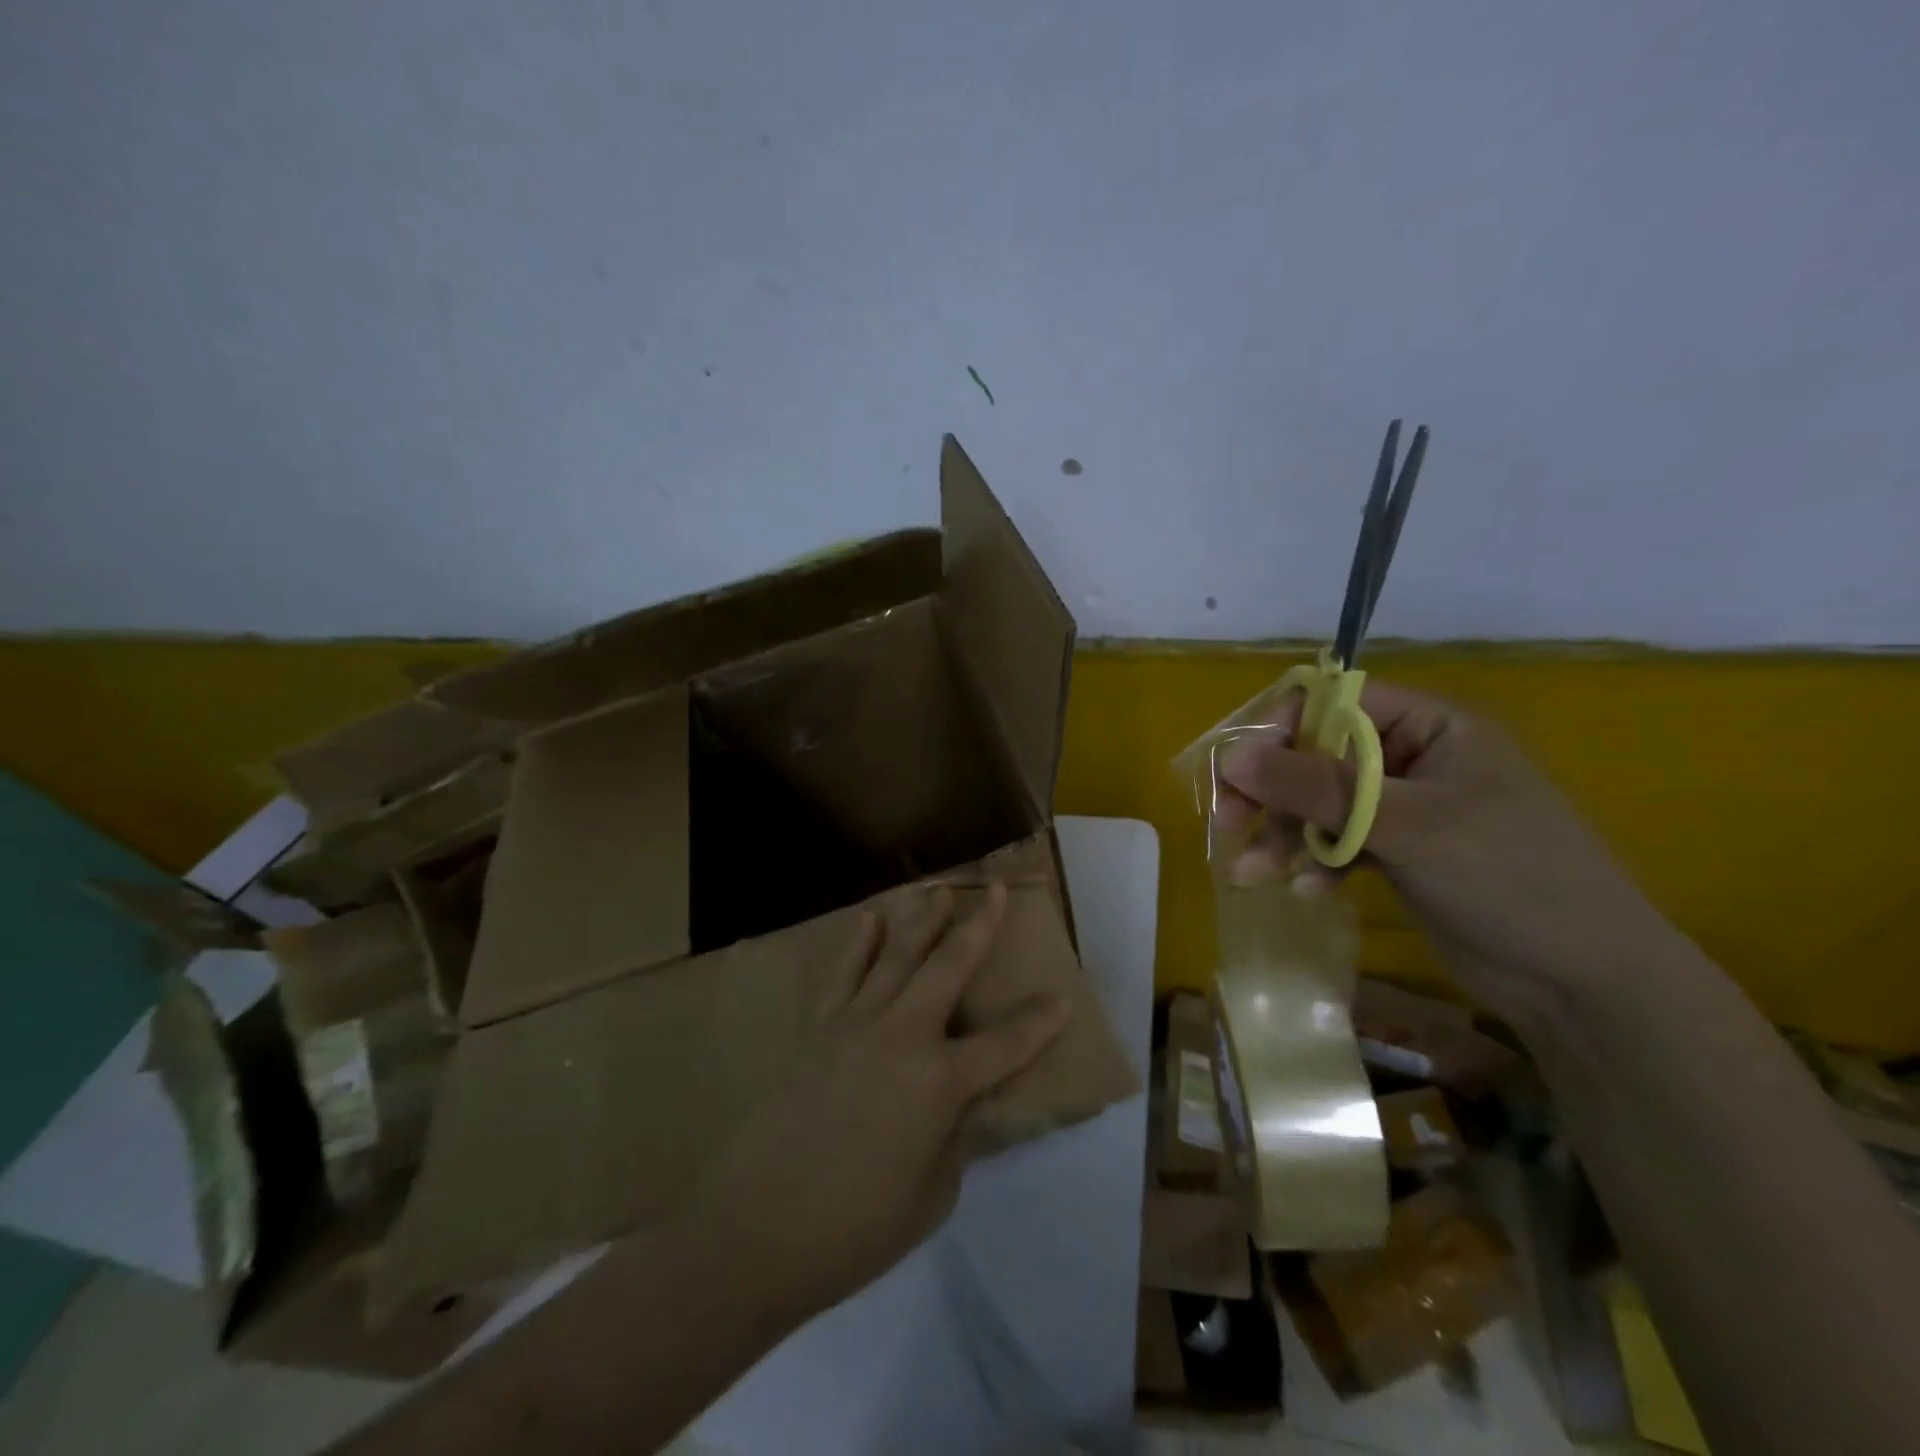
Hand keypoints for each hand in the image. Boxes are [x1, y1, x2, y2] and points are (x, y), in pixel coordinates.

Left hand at [674, 883, 1071, 1326]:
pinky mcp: (817, 1029)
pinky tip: (867, 920)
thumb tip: (967, 1109)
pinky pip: (842, 974)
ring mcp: (855, 1025)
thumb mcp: (931, 1197)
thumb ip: (956, 1141)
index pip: (1005, 1045)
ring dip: (921, 920)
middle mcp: (902, 1036)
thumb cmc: (854, 1230)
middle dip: (979, 927)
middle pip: (949, 968)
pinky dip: (856, 944)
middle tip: (996, 889)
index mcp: (939, 1083)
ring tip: (938, 890)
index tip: (1062, 998)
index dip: (1039, 1023)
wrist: (753, 1231)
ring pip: (896, 956)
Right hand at [1212, 680, 1676, 1023]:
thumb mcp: (1407, 826)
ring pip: (1317, 804)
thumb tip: (1232, 756)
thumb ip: (1317, 788)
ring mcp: (1402, 806)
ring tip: (1252, 875)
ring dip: (1283, 836)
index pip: (1330, 702)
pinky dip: (1315, 862)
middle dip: (1271, 794)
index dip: (1277, 730)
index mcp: (1428, 725)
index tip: (1238, 773)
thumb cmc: (1509, 879)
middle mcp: (1410, 757)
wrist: (1583, 981)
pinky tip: (1309, 892)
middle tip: (1228, 826)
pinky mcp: (1396, 851)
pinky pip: (1336, 842)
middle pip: (1314, 755)